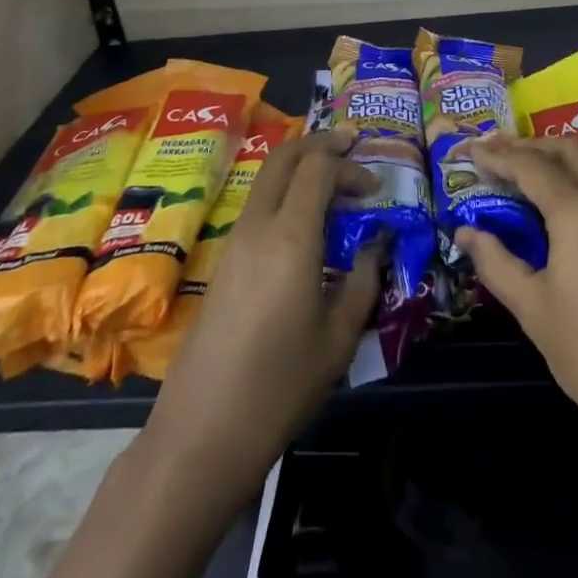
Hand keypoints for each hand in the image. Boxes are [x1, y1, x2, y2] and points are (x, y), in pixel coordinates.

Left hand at [142, 126, 381, 495]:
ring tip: (333, 183)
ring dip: (300, 167)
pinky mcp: (223, 262)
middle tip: (350, 144)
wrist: (200, 435)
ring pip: (267, 178)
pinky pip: (258, 205)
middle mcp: (258, 226)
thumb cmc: (279, 387)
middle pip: (284, 156)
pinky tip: (306, 223)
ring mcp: (234, 242)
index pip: (318, 167)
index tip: (375, 188)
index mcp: (291, 237)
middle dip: (319, 143)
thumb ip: (364, 280)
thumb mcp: (339, 338)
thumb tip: (377, 244)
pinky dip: (285, 193)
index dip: (350, 165)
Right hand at [454, 133, 577, 454]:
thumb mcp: (534, 311)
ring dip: (558, 157)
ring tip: (527, 172)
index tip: (470, 152)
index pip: (530, 165)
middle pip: (567, 149)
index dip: (497, 155)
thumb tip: (465, 232)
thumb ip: (497, 262)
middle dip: (529, 145)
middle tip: (497, 155)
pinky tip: (567, 203)